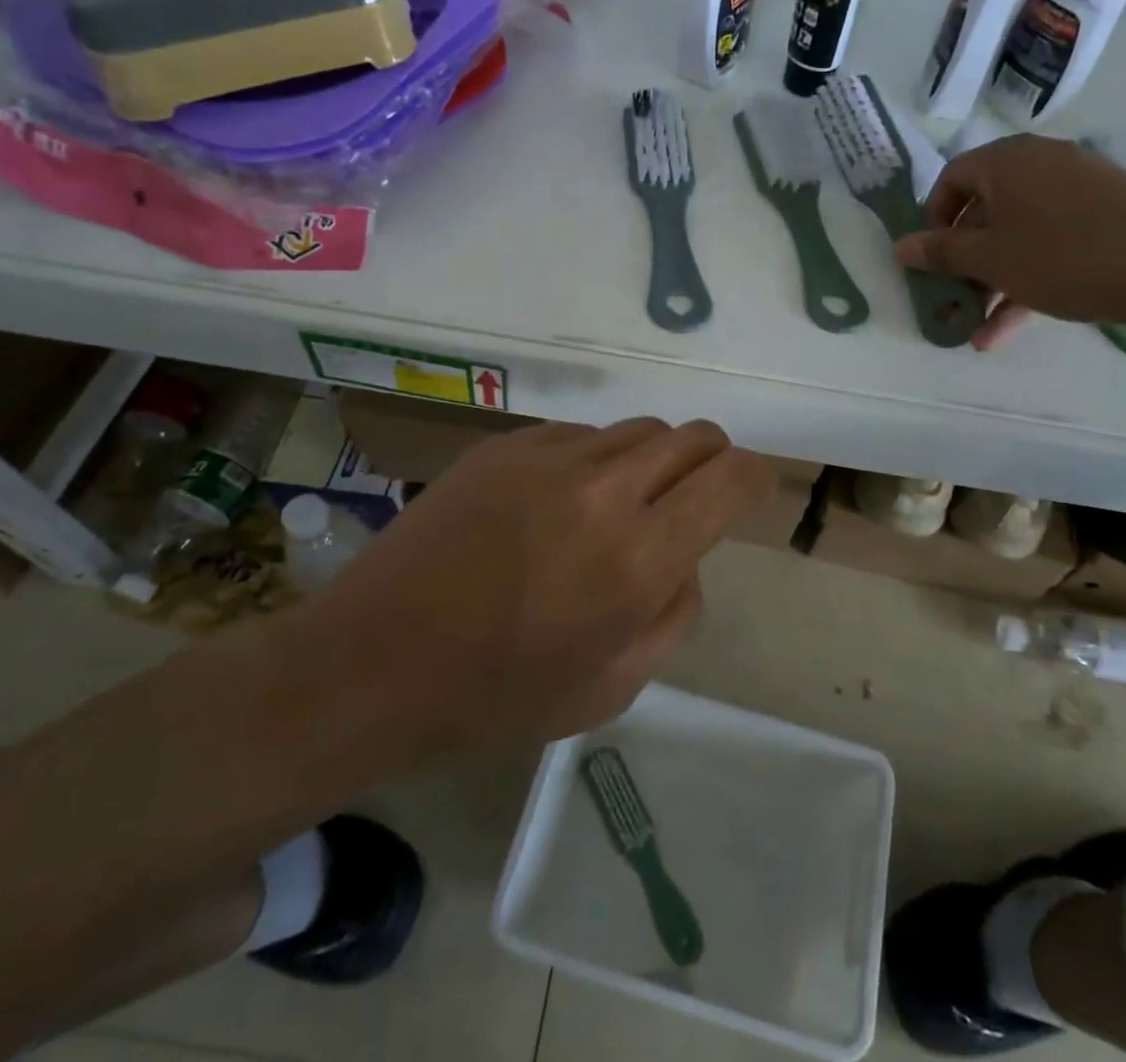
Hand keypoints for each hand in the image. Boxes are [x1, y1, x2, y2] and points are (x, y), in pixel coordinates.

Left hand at [308, 418, 772, 764]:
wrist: (370, 662)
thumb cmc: (495, 696)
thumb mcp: (612, 687)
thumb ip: (675, 612)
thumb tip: (687, 555)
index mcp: (637, 558)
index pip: (730, 478)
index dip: (755, 478)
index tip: (752, 492)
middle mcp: (603, 489)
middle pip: (693, 436)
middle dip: (713, 461)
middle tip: (695, 499)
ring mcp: (549, 456)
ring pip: (639, 429)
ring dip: (653, 461)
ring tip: (622, 506)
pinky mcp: (506, 445)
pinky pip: (582, 435)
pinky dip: (596, 460)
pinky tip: (561, 502)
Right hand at [894, 135, 1125, 348]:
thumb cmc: (1063, 256)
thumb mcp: (989, 259)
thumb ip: (940, 253)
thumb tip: (899, 247)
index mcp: (1007, 160)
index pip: (952, 178)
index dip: (933, 220)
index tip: (931, 259)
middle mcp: (1041, 164)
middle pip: (986, 208)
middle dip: (964, 259)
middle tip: (954, 296)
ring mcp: (1079, 189)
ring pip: (1018, 233)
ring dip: (993, 280)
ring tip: (979, 328)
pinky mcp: (1107, 216)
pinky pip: (1051, 243)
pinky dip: (1028, 278)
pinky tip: (1011, 327)